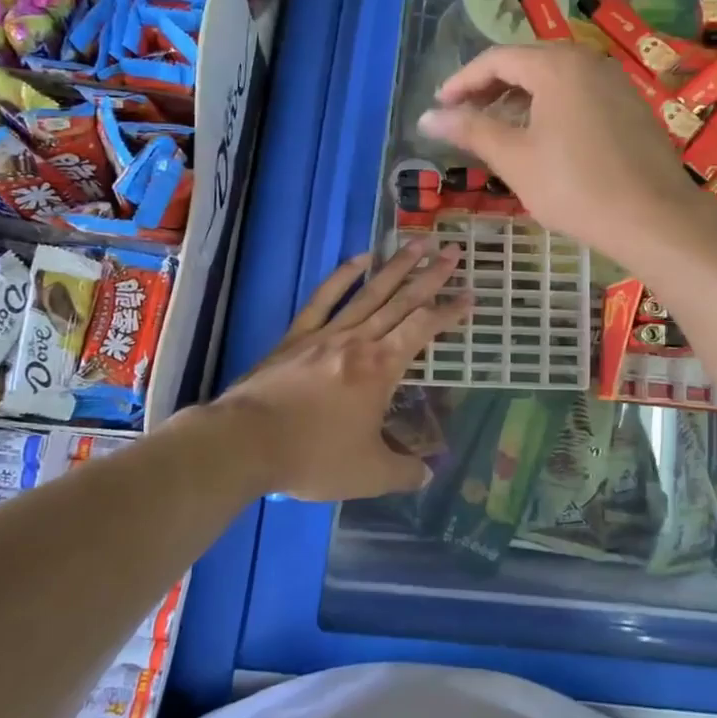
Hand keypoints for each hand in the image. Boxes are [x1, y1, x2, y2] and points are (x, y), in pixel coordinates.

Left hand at [214, 241, 469, 500]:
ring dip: (395, 267)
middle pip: (401, 301)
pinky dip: (343, 276)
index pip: (423, 329)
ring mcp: (325, 333)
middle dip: (430, 276)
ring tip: (417, 243)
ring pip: (369, 292)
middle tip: (452, 251)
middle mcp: (358, 340)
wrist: (246, 442)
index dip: (450, 312)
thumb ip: (404, 472)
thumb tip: (429, 474)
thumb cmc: (313, 456)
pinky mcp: (296, 336)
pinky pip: (325, 298)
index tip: (470, 295)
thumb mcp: (368, 474)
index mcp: (381, 368)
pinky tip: (359, 259)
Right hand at [417, 43, 712, 269]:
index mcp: (557, 65)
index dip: (462, 81)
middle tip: (464, 118)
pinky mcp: (630, 107)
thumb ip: (471, 130)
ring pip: (554, 80)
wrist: (654, 218)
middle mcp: (588, 62)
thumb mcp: (515, 159)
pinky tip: (540, 140)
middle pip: (527, 63)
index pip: (497, 59)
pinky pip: (578, 95)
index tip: (440, 107)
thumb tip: (427, 117)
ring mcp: (614, 83)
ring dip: (519, 100)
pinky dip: (549, 109)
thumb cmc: (575, 187)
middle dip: (490, 89)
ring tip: (496, 131)